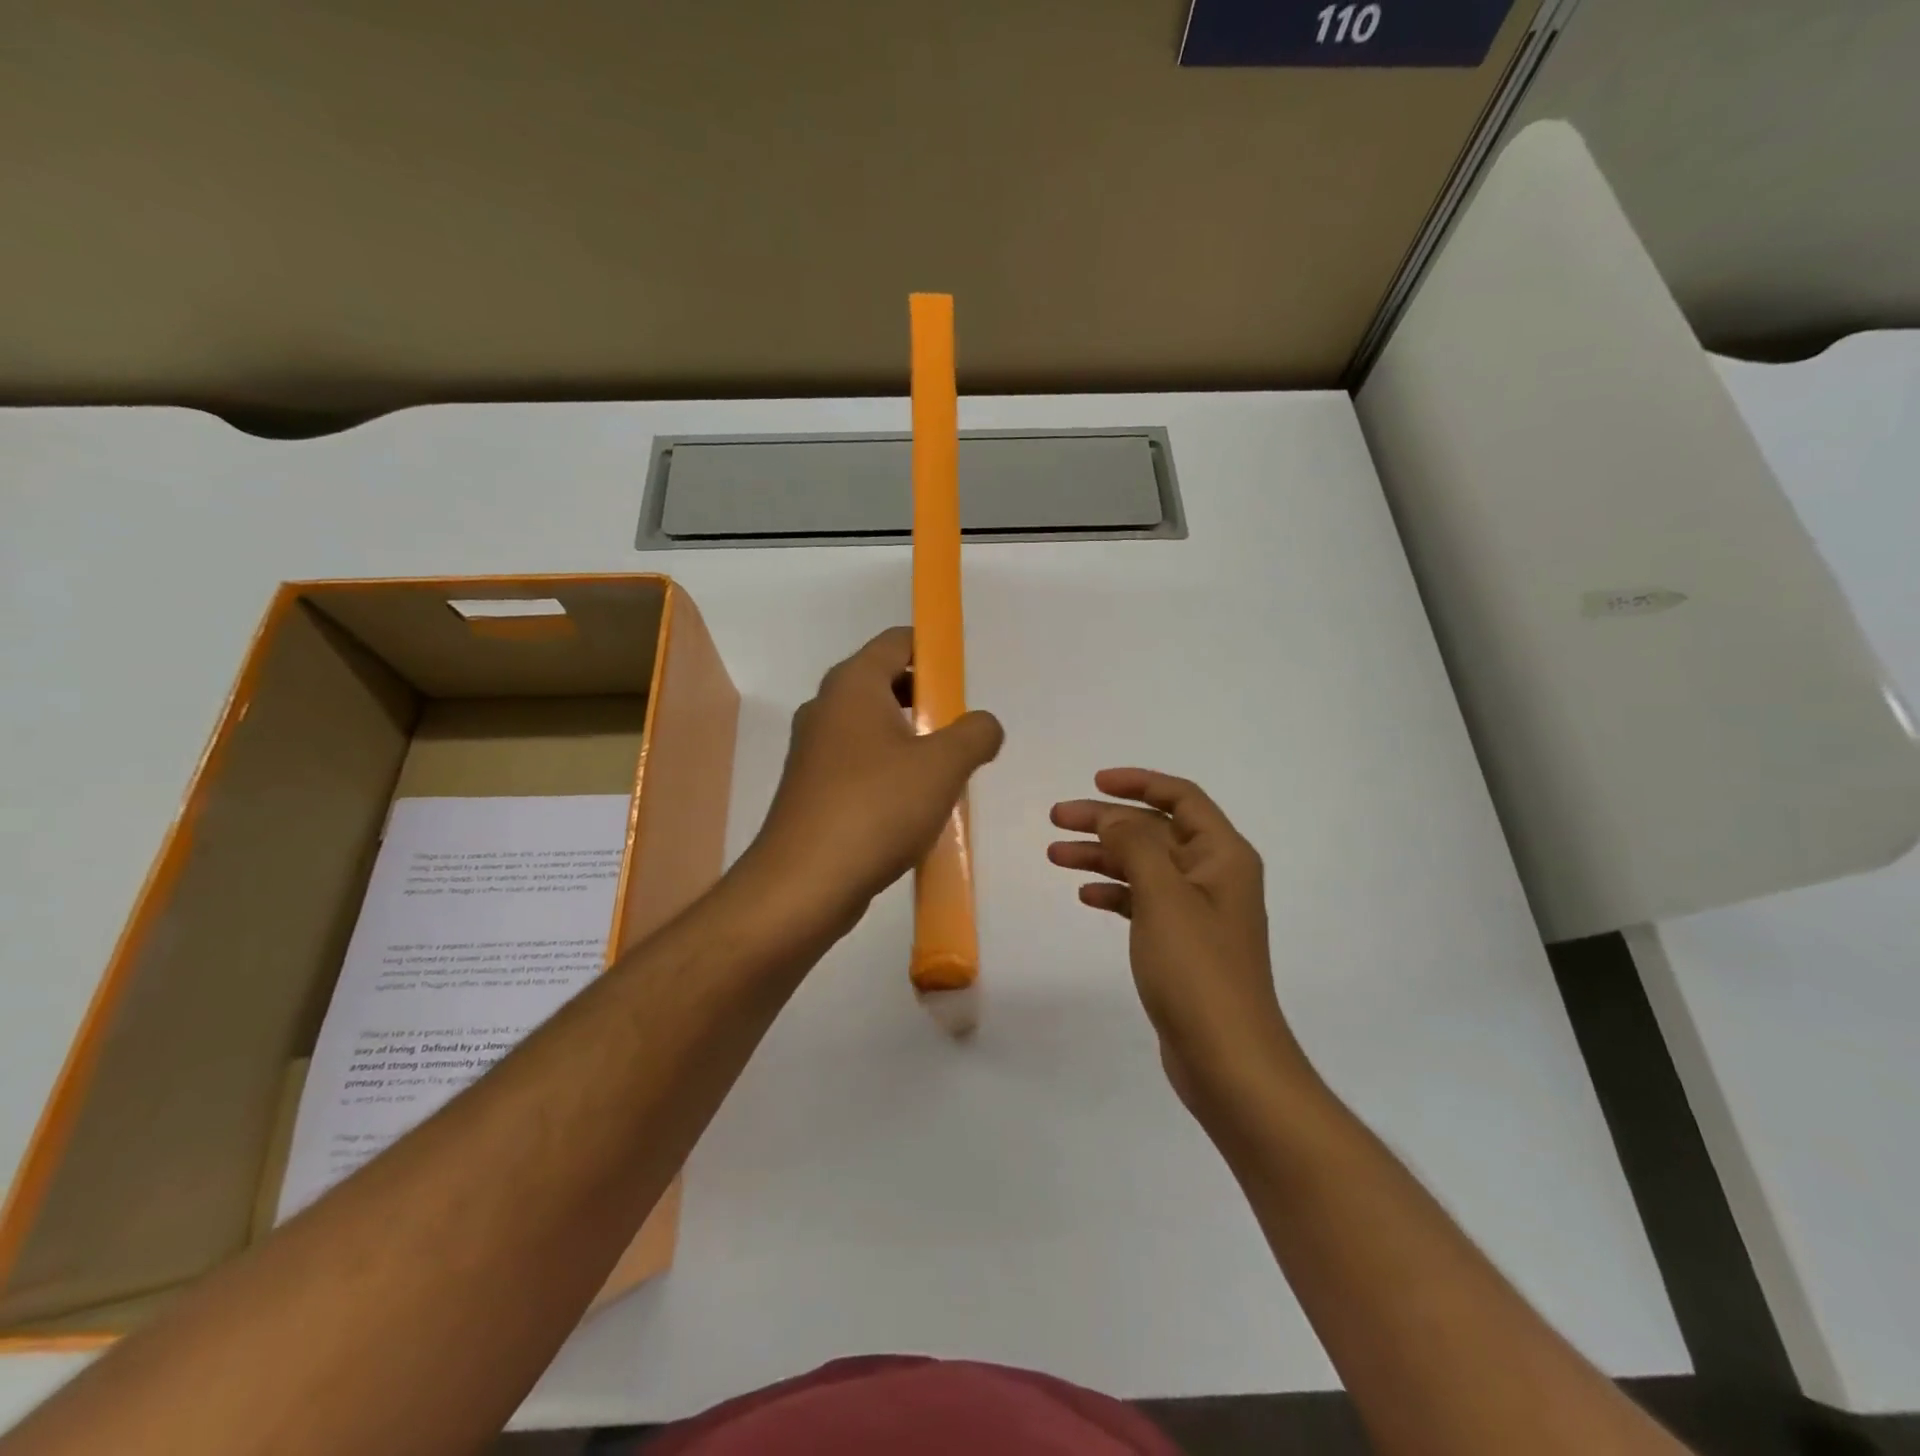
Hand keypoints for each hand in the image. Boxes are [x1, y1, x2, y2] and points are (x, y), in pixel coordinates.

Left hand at [745, 627, 1003, 936]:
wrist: (805, 883)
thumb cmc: (876, 808)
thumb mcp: (944, 765)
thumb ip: (976, 733)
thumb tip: (984, 725)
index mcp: (853, 684)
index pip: (897, 642)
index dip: (935, 650)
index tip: (966, 678)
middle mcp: (827, 708)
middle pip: (885, 682)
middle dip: (928, 700)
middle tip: (963, 728)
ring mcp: (814, 750)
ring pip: (873, 727)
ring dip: (911, 740)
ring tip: (946, 770)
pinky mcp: (812, 788)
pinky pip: (860, 763)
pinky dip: (889, 770)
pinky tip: (914, 805)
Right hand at [1049, 769, 1312, 1118]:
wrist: (1228, 1060)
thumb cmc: (1197, 969)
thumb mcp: (1163, 895)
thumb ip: (1135, 844)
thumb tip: (1113, 814)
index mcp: (1223, 855)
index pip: (1181, 797)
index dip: (1138, 783)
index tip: (1093, 783)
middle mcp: (1214, 876)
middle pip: (1156, 830)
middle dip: (1107, 820)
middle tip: (1057, 819)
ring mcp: (1199, 912)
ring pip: (1144, 866)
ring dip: (1103, 856)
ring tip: (1055, 855)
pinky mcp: (1182, 944)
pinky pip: (1144, 902)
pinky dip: (1115, 893)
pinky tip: (1086, 897)